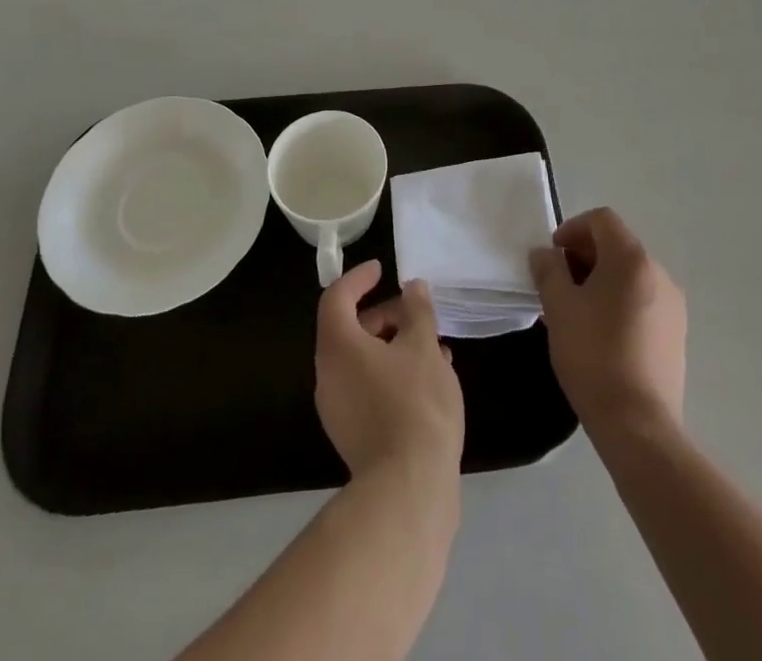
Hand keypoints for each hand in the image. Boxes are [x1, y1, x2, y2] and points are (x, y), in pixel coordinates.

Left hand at [315, 260, 464, 482]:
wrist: (409, 490)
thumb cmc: (415, 404)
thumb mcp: (424, 347)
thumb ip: (417, 311)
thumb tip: (412, 288)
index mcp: (337, 346)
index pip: (337, 297)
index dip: (358, 278)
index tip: (382, 270)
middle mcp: (328, 374)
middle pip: (349, 330)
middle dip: (385, 316)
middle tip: (417, 314)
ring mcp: (337, 409)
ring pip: (362, 361)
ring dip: (394, 347)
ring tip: (433, 348)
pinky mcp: (353, 436)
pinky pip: (368, 388)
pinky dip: (392, 374)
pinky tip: (429, 381)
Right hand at [529, 207, 686, 438]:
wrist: (639, 425)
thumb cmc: (594, 356)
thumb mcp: (558, 308)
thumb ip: (548, 271)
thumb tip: (544, 254)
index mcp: (632, 259)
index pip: (602, 220)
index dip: (572, 229)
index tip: (553, 257)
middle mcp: (658, 273)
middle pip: (617, 245)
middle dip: (584, 256)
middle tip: (559, 285)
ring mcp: (673, 305)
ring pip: (630, 274)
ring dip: (601, 280)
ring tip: (576, 312)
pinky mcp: (677, 334)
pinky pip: (643, 300)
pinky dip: (619, 302)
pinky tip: (601, 334)